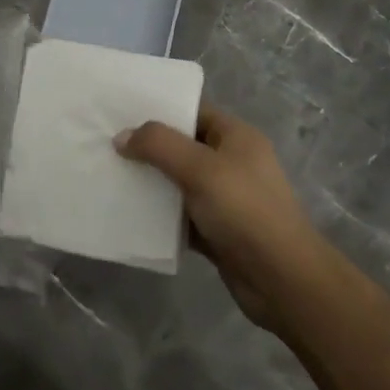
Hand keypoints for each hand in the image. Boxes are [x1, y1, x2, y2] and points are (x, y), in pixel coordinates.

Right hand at [116, 104, 320, 331]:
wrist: (283, 281)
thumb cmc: (245, 211)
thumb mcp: (200, 168)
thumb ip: (159, 145)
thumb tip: (121, 137)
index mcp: (236, 136)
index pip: (193, 110)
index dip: (159, 108)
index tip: (121, 110)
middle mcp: (231, 162)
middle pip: (182, 145)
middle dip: (148, 146)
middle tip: (107, 142)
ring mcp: (225, 197)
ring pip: (178, 181)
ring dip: (151, 181)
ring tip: (110, 173)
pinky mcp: (217, 230)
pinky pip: (180, 214)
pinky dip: (159, 214)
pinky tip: (129, 212)